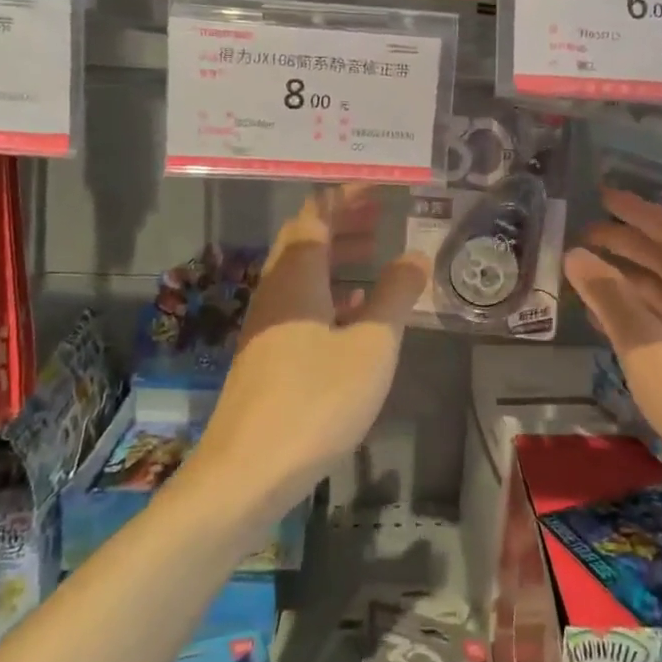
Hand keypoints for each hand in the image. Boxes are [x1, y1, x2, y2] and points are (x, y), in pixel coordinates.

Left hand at [194, 187, 428, 507]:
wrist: (246, 474)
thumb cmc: (316, 401)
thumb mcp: (372, 345)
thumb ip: (396, 295)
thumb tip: (415, 254)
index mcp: (297, 276)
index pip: (317, 214)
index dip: (346, 195)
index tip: (380, 186)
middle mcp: (276, 290)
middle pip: (305, 238)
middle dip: (342, 220)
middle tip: (381, 214)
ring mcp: (266, 323)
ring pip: (302, 272)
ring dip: (336, 255)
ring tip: (375, 253)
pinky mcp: (266, 353)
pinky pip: (299, 303)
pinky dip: (329, 291)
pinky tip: (354, 310)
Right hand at [564, 189, 661, 511]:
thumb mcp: (645, 344)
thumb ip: (609, 297)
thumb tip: (576, 254)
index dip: (634, 209)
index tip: (601, 197)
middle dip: (627, 242)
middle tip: (586, 237)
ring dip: (629, 278)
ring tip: (589, 276)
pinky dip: (639, 311)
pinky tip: (611, 322)